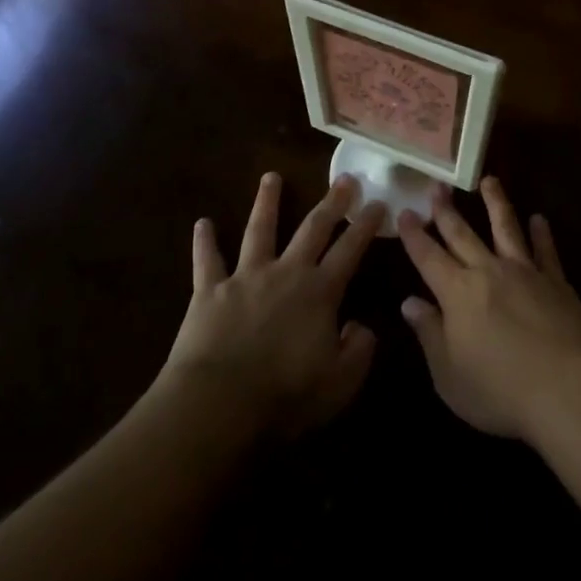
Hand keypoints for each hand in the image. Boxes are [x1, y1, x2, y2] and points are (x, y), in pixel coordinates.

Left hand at [158, 172, 383, 441]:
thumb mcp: (340, 382)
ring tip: (271, 176)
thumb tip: (362, 325)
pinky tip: (201, 223)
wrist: (219, 404)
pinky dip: (204, 242)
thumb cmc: (285, 396)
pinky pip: (207, 261)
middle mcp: (286, 272)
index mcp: (320, 291)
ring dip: (266, 202)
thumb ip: (359, 350)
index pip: (350, 249)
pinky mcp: (210, 291)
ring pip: (259, 229)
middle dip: (331, 202)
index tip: (379, 202)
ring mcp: (246, 277)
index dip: (366, 225)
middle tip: (344, 178)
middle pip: (313, 228)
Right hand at [398, 177, 580, 443]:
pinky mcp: (555, 280)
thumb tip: (409, 302)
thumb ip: (429, 335)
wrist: (567, 388)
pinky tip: (539, 219)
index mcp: (457, 293)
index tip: (405, 211)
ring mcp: (524, 271)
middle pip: (462, 233)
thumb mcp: (450, 375)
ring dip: (496, 203)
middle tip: (436, 184)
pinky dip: (542, 233)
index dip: (414, 235)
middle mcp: (488, 271)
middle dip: (446, 210)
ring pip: (506, 227)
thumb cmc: (500, 390)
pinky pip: (546, 250)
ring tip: (489, 180)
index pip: (428, 257)